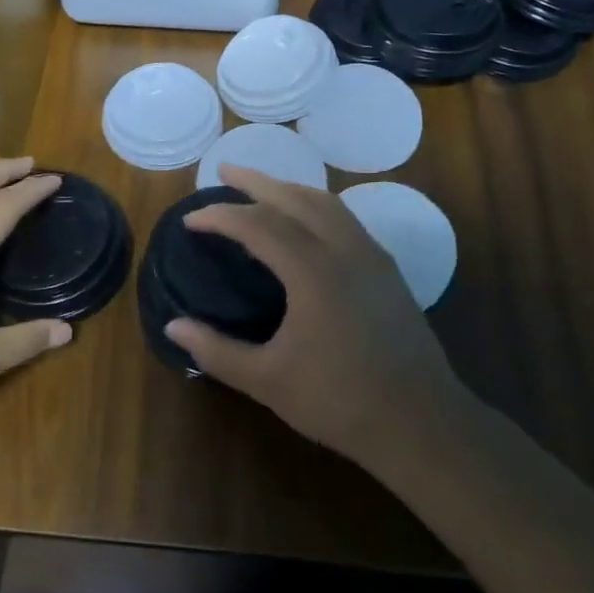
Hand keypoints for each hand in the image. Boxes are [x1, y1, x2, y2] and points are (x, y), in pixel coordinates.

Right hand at [165, 166, 464, 469]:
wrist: (421, 422)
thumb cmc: (339, 401)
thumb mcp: (268, 380)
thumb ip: (217, 351)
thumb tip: (172, 328)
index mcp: (313, 271)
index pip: (258, 224)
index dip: (220, 216)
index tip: (190, 220)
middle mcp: (344, 249)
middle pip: (295, 197)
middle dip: (256, 180)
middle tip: (223, 170)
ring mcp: (371, 255)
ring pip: (326, 202)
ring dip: (289, 188)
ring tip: (261, 189)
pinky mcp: (387, 269)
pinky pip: (345, 218)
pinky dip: (315, 205)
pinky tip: (304, 222)